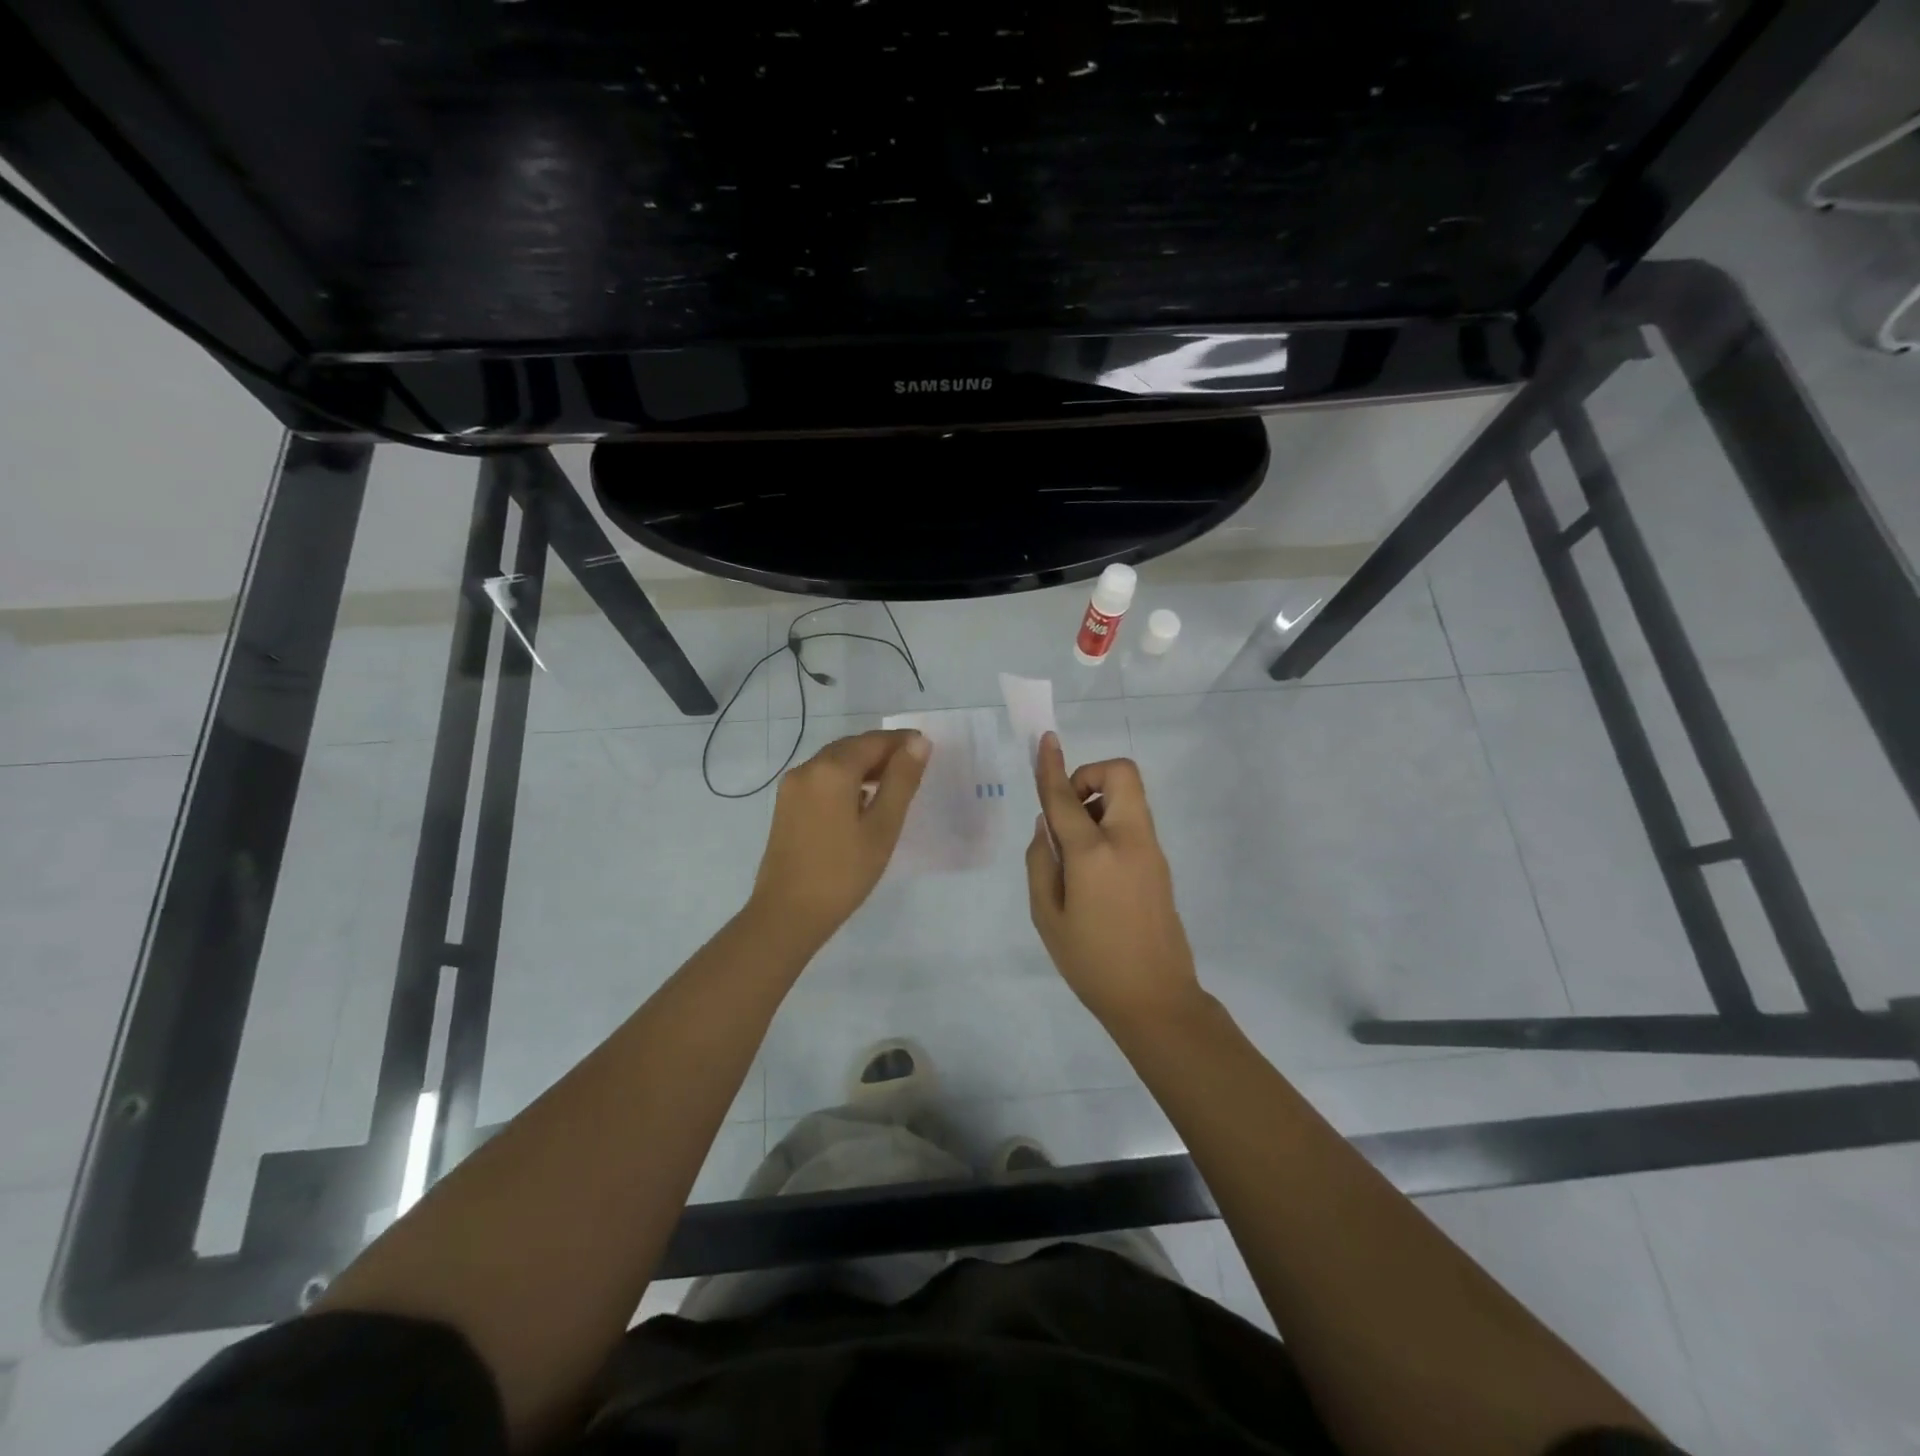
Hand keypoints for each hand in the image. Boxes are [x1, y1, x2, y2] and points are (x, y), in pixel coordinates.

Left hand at [749, 728, 930, 947]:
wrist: (787, 913)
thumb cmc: (843, 872)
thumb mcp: (882, 827)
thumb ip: (901, 781)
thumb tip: (918, 743)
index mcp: (832, 770)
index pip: (874, 741)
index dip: (902, 742)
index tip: (927, 749)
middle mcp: (808, 768)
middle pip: (852, 747)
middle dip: (882, 752)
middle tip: (913, 767)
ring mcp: (792, 786)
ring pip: (835, 761)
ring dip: (864, 765)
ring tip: (892, 785)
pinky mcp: (786, 804)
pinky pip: (821, 778)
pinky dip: (845, 779)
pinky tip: (861, 800)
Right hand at [1024, 732, 1200, 1024]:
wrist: (1156, 999)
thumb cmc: (1091, 962)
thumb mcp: (1047, 916)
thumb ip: (1040, 863)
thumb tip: (1046, 827)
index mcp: (1094, 854)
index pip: (1066, 798)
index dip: (1052, 767)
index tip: (1046, 740)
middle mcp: (1128, 841)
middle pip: (1120, 774)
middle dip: (1090, 776)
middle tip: (1067, 811)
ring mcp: (1150, 850)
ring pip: (1129, 795)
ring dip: (1098, 800)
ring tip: (1073, 845)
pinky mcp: (1160, 864)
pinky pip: (1133, 821)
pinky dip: (1110, 821)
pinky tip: (1091, 864)